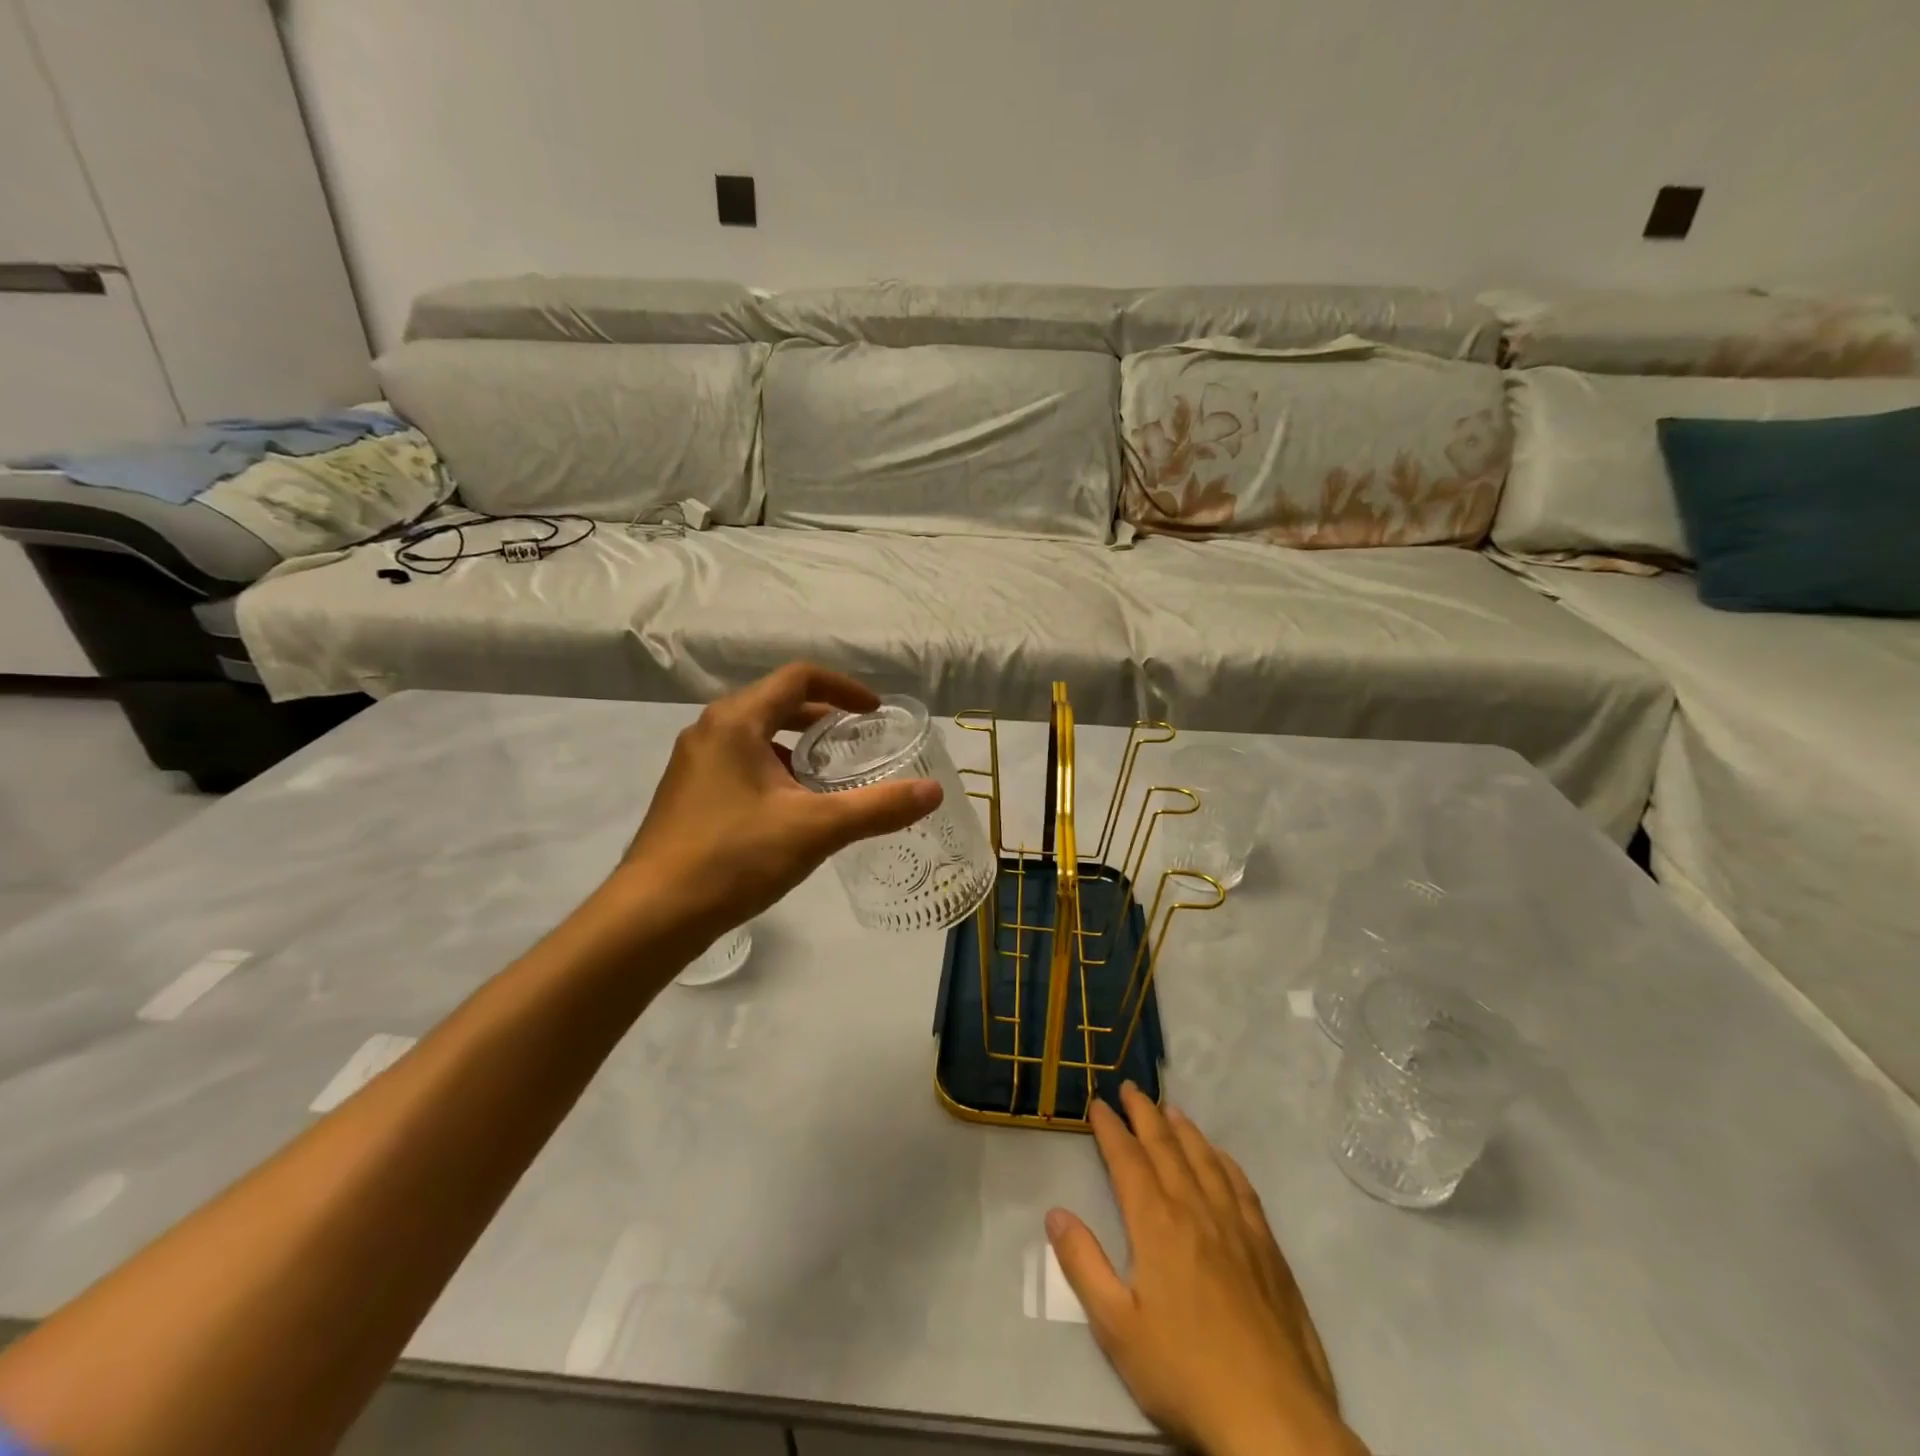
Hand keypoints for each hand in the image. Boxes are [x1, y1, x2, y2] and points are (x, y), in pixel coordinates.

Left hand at [610, 662, 940, 939]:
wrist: (652, 915)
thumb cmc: (734, 857)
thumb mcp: (816, 829)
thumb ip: (878, 807)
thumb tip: (933, 792)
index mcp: (737, 721)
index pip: (798, 678)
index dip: (843, 688)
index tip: (874, 712)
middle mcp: (710, 731)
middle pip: (776, 704)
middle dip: (822, 718)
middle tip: (858, 742)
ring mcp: (693, 764)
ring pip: (756, 736)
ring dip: (796, 747)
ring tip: (830, 776)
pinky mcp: (687, 795)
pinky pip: (740, 764)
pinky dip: (774, 771)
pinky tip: (791, 810)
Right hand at [1046, 1086, 1366, 1455]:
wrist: (1273, 1419)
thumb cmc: (1185, 1372)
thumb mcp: (1117, 1327)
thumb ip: (1083, 1264)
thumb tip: (1054, 1212)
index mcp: (1157, 1224)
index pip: (1128, 1160)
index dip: (1111, 1129)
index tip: (1098, 1103)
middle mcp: (1196, 1210)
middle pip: (1166, 1147)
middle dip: (1144, 1114)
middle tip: (1130, 1088)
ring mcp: (1236, 1227)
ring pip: (1205, 1160)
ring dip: (1183, 1129)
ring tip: (1169, 1109)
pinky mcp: (1267, 1250)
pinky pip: (1241, 1187)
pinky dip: (1225, 1162)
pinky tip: (1220, 1157)